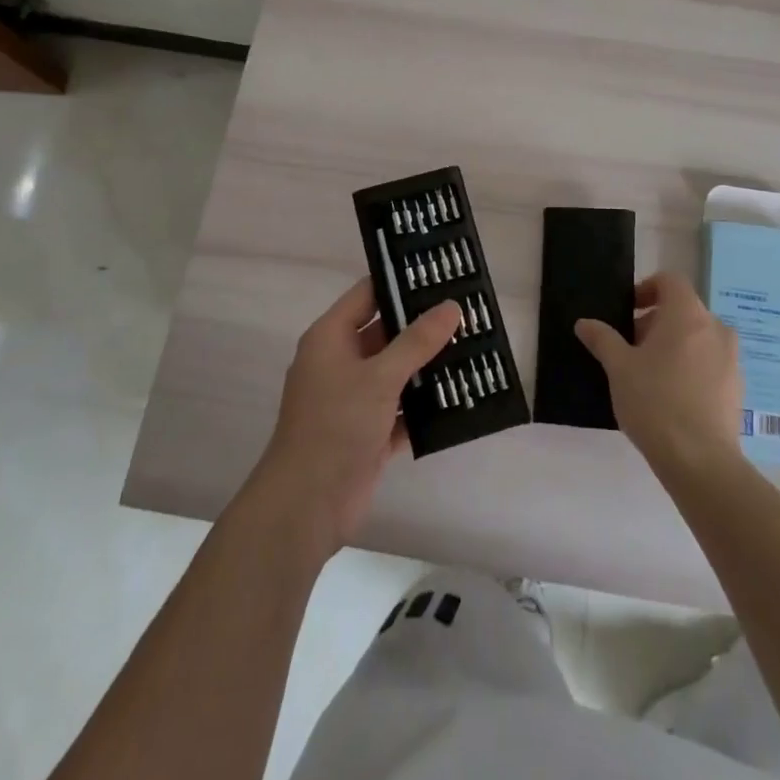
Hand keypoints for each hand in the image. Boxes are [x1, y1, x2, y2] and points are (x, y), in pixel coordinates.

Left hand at [248, 279, 460, 557]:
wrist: (306, 506)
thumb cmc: (336, 426)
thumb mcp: (380, 376)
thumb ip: (417, 341)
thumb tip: (451, 306)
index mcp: (331, 338)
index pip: (367, 294)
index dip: (400, 282)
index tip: (439, 273)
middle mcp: (340, 362)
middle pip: (386, 333)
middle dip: (423, 326)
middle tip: (467, 311)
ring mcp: (354, 399)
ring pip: (396, 372)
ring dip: (428, 366)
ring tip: (473, 348)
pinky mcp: (368, 432)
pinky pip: (401, 409)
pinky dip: (424, 406)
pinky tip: (461, 396)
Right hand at [576, 272, 744, 472]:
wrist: (700, 460)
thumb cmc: (655, 401)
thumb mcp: (618, 368)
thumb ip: (602, 339)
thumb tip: (584, 323)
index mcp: (688, 314)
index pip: (670, 281)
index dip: (646, 289)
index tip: (627, 312)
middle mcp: (716, 328)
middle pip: (683, 310)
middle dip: (654, 322)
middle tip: (629, 348)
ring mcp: (731, 359)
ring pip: (697, 337)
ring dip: (673, 345)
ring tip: (648, 374)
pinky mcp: (737, 387)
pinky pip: (709, 362)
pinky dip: (690, 366)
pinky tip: (671, 396)